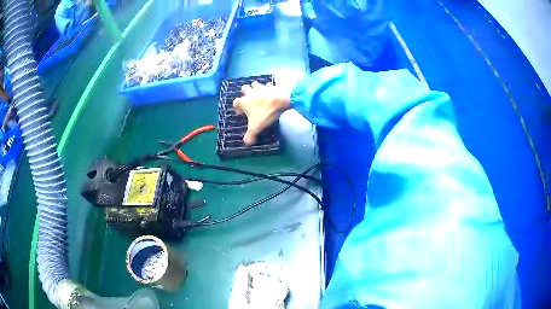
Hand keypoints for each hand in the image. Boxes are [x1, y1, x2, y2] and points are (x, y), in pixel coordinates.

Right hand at [233, 81, 290, 144]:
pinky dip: (268, 88)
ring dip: (255, 88)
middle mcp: (251, 92)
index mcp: (244, 102)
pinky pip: (268, 85)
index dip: (237, 108)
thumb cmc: (266, 113)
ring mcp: (261, 87)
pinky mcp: (271, 85)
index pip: (235, 102)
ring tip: (259, 95)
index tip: (241, 113)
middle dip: (245, 93)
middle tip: (249, 101)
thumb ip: (250, 135)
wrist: (282, 100)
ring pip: (255, 84)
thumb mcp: (257, 127)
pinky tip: (271, 92)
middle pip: (244, 89)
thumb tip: (246, 143)